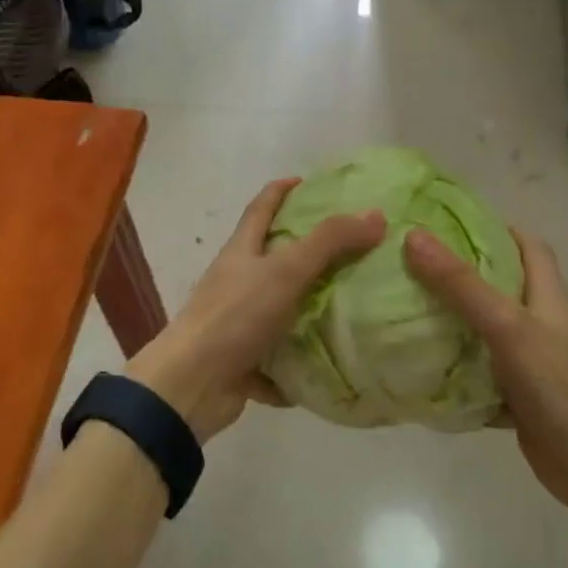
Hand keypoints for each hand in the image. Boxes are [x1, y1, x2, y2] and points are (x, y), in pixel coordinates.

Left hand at [126, 179, 385, 440]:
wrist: (192, 385)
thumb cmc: (235, 315)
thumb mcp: (285, 270)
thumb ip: (329, 242)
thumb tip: (376, 215)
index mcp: (241, 251)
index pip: (262, 207)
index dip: (282, 190)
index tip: (309, 182)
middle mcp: (237, 282)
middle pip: (273, 258)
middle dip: (307, 252)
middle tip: (352, 247)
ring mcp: (238, 323)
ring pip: (280, 309)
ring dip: (310, 309)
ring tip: (355, 306)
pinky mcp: (244, 361)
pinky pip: (280, 358)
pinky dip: (301, 362)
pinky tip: (334, 365)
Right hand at [404, 227, 567, 512]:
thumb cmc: (557, 385)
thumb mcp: (506, 325)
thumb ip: (461, 284)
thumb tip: (414, 237)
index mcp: (548, 296)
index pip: (529, 246)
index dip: (496, 229)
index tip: (451, 224)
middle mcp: (542, 323)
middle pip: (502, 285)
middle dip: (463, 273)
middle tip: (415, 264)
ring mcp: (532, 361)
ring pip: (487, 329)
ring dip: (455, 320)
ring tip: (408, 307)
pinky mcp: (520, 395)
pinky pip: (480, 370)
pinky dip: (456, 366)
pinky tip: (422, 365)